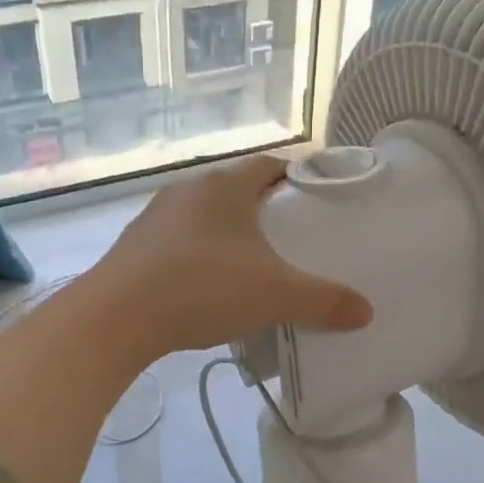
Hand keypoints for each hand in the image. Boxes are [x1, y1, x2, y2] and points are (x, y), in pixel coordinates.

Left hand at [89, 155, 373, 359]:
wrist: (117, 317)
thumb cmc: (203, 288)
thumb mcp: (275, 295)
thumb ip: (323, 301)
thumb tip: (366, 311)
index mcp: (224, 185)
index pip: (269, 165)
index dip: (296, 177)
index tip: (317, 200)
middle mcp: (187, 190)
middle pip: (237, 190)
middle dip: (265, 210)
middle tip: (292, 239)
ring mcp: (155, 216)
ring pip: (205, 217)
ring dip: (229, 235)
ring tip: (252, 266)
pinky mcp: (134, 245)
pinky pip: (179, 242)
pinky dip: (199, 256)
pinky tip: (207, 286)